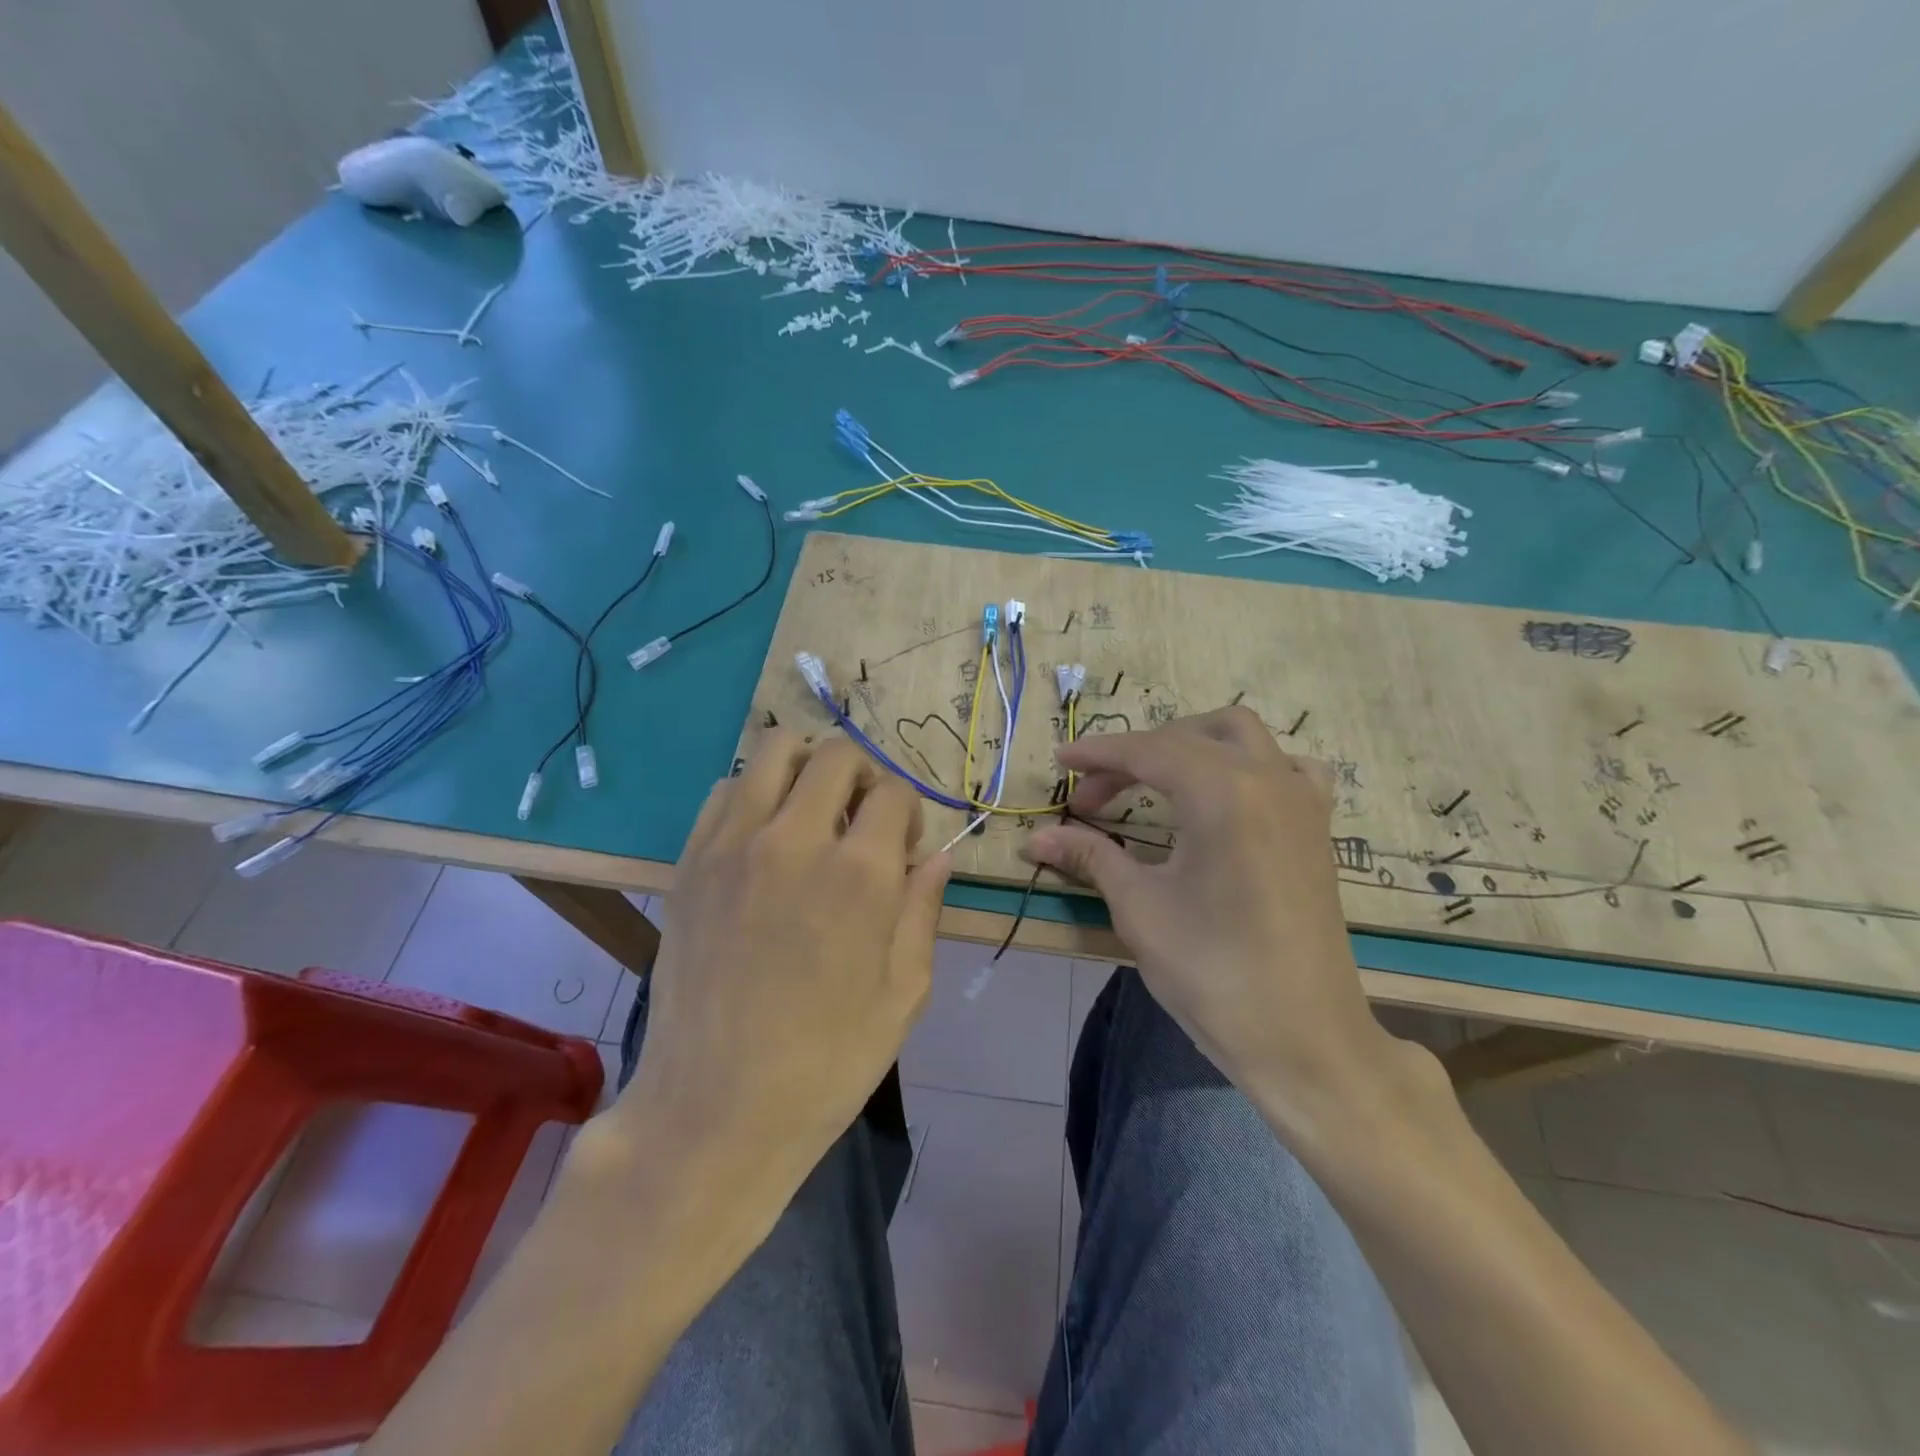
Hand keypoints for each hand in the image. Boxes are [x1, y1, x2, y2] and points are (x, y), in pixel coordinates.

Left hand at [588, 732, 949, 1216]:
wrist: (715, 1109)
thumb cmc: (827, 1061)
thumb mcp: (904, 993)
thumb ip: (923, 910)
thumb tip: (937, 856)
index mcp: (861, 873)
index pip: (894, 791)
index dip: (908, 812)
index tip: (902, 846)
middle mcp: (796, 839)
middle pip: (836, 754)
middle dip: (862, 775)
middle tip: (860, 819)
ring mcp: (734, 845)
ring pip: (774, 749)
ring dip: (805, 769)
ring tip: (811, 812)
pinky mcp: (691, 861)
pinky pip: (724, 790)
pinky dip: (753, 794)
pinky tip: (762, 838)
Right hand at [1024, 706, 1394, 1131]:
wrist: (1303, 1038)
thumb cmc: (1213, 971)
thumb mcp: (1140, 908)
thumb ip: (1091, 857)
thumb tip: (1036, 838)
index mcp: (1222, 792)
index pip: (1148, 751)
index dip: (1097, 754)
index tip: (1060, 762)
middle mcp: (1267, 778)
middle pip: (1187, 739)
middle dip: (1132, 756)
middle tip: (1092, 800)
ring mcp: (1301, 799)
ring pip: (1240, 735)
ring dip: (1190, 744)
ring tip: (1154, 779)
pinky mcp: (1318, 826)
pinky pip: (1286, 766)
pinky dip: (1247, 764)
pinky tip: (1228, 795)